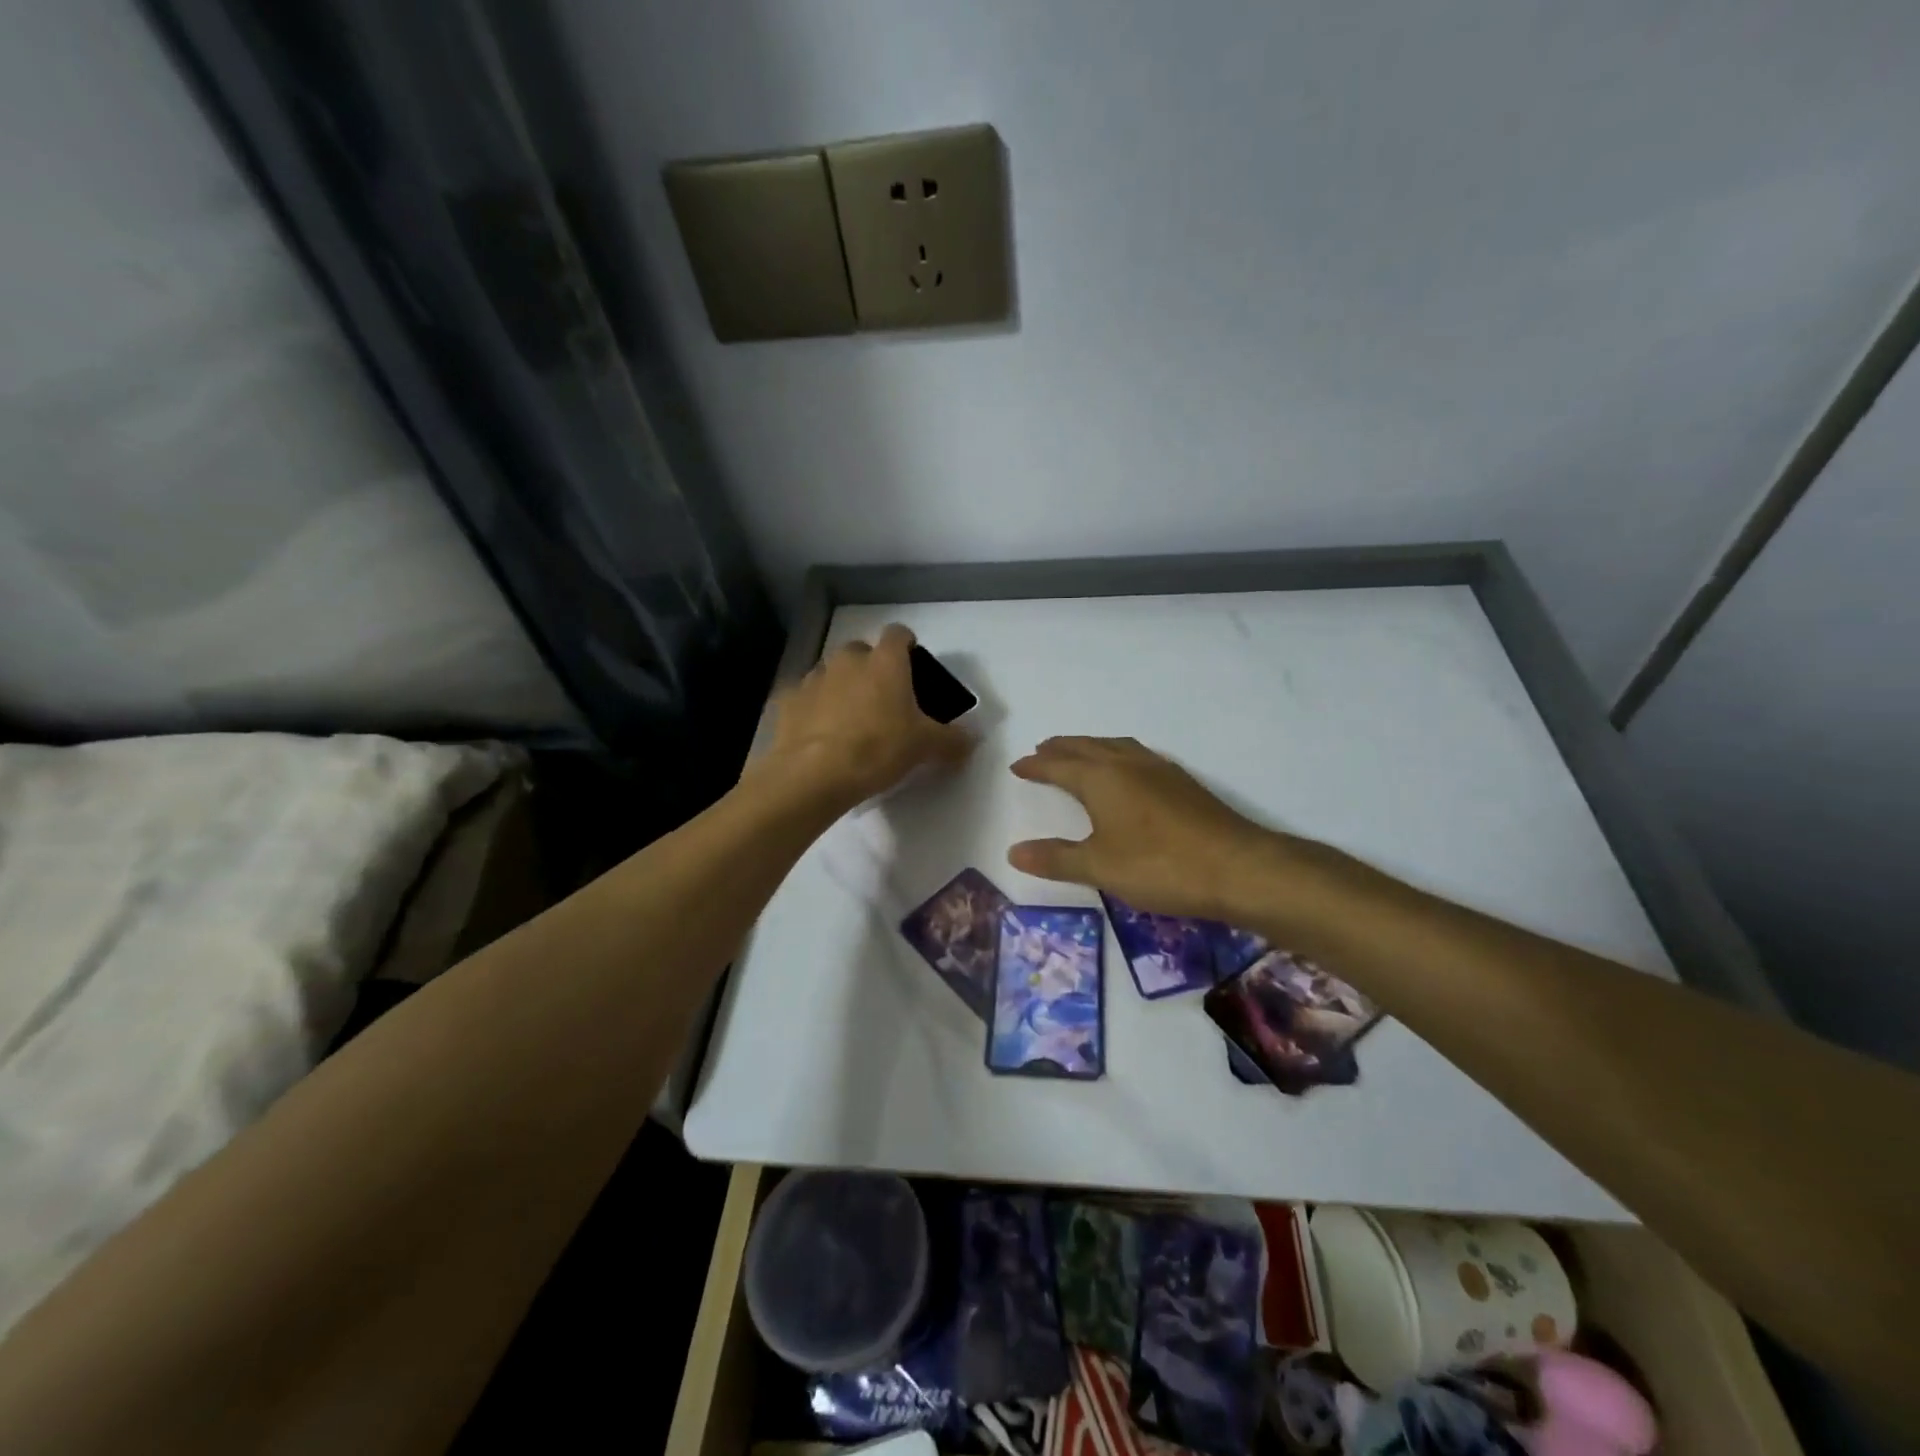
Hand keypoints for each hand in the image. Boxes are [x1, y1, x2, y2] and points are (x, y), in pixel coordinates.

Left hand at [757, 624, 973, 812]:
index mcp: (885, 662)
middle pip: (861, 652)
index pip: (898, 634)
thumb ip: (952, 739)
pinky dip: (813, 710)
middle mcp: (847, 659)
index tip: (912, 663)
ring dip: (841, 688)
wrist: (814, 773)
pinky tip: (819, 735)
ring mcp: (813, 678)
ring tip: (848, 720)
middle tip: (882, 700)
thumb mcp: (925, 747)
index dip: (906, 645)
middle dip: (871, 669)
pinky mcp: (787, 700)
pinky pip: (805, 698)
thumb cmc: (878, 749)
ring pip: (831, 673)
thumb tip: (972, 738)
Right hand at [1008, 736, 1279, 920]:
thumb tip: (1013, 851)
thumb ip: (1056, 858)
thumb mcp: (1099, 867)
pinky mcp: (1183, 783)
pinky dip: (1117, 754)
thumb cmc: (1159, 866)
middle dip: (1061, 749)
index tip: (1018, 766)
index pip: (1059, 765)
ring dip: (1090, 747)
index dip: (1036, 766)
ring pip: (1115, 746)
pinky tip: (1127, 771)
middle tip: (1042, 750)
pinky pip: (1137, 755)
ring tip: (1078, 754)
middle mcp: (1128, 763)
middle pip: (1086, 747)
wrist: (1237, 868)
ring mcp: (1160, 770)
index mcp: (1102, 778)